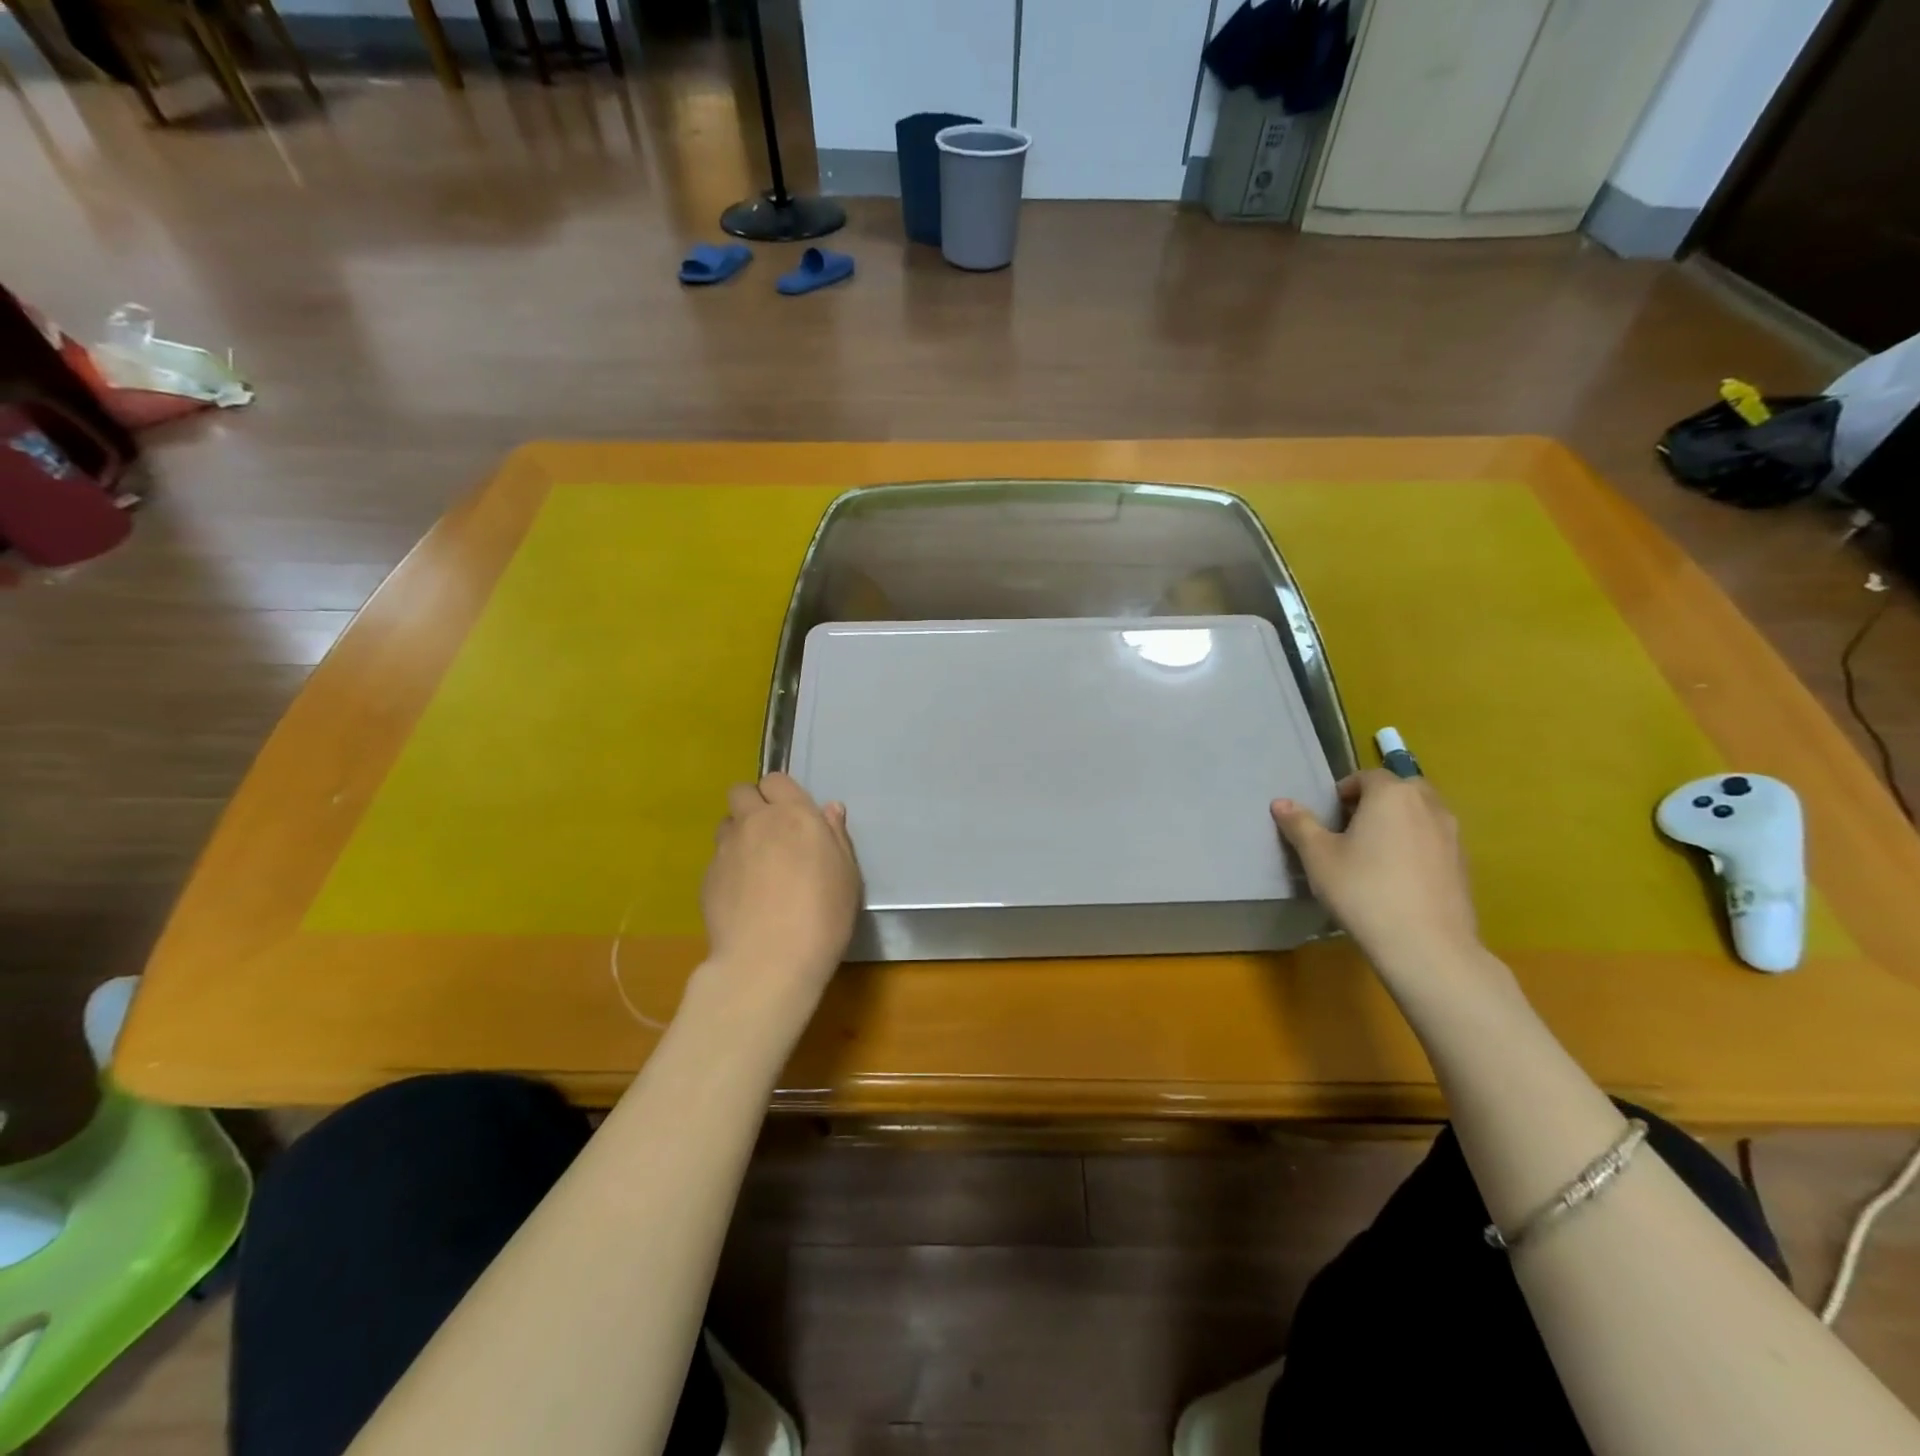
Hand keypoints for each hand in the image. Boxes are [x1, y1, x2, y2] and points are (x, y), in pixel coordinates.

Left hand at [698, 774, 861, 1016]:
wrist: (769, 960)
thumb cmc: (822, 915)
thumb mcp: (846, 875)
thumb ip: (835, 836)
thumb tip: (830, 809)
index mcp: (794, 815)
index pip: (776, 780)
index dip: (781, 793)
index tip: (792, 815)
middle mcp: (755, 822)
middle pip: (741, 792)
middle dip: (752, 804)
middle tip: (770, 834)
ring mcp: (726, 849)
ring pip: (726, 824)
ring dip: (738, 835)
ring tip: (754, 866)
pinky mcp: (707, 877)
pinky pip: (717, 859)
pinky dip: (728, 868)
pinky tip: (742, 897)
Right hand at [1271, 770, 1482, 982]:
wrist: (1425, 944)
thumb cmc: (1362, 890)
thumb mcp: (1318, 856)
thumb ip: (1300, 825)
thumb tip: (1280, 802)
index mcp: (1392, 794)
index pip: (1367, 776)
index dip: (1346, 790)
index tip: (1331, 815)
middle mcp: (1428, 805)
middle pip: (1401, 789)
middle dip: (1377, 801)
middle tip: (1353, 829)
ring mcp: (1452, 835)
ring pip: (1422, 814)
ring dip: (1400, 822)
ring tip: (1376, 853)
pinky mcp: (1464, 865)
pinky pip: (1435, 841)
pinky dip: (1418, 846)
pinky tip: (1399, 878)